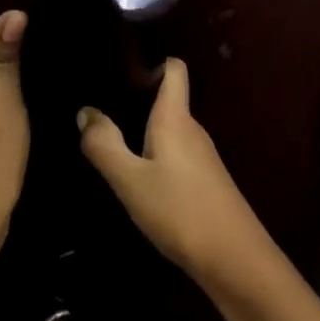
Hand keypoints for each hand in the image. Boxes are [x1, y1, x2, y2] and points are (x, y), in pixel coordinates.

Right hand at [77, 59, 276, 291]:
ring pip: (168, 128)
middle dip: (136, 96)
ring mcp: (201, 155)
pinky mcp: (204, 179)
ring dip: (142, 128)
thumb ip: (105, 145)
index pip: (173, 69)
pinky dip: (153, 152)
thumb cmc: (179, 209)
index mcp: (175, 117)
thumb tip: (85, 111)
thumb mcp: (130, 180)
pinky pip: (174, 151)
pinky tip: (135, 171)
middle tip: (98, 102)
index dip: (151, 61)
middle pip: (167, 98)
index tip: (119, 66)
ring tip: (109, 135)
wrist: (234, 259)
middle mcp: (192, 128)